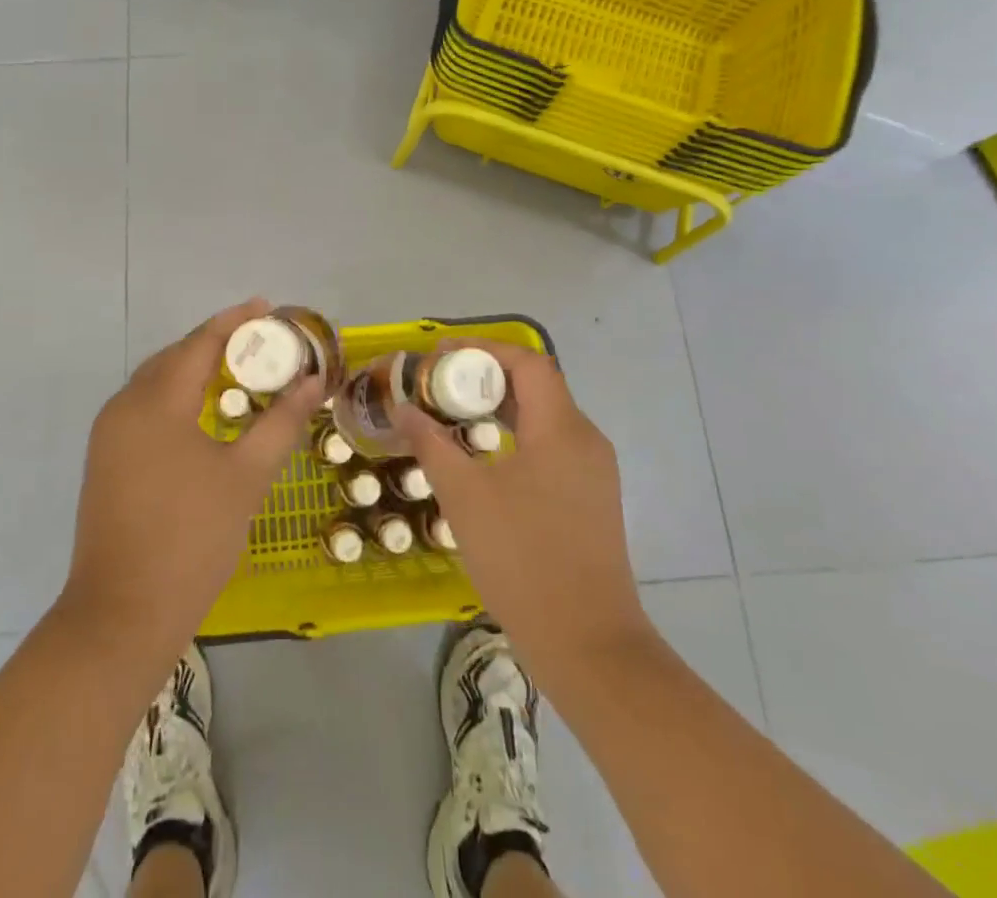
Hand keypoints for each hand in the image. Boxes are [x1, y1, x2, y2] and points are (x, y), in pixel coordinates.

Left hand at [57, 298, 322, 663]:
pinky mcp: (106, 460)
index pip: (200, 343)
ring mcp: (109, 435)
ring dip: (195, 369)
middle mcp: (124, 406)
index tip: (267, 307)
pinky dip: (177, 397)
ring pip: (156, 383)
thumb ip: (281, 422)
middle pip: (174, 357)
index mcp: (155, 402)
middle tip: (260, 341)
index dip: (235, 321)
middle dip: (216, 342)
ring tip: (238, 369)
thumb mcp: (246, 477)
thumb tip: (313, 381)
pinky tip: (204, 412)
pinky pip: (145, 409)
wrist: (122, 615)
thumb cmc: (192, 539)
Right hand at [390, 343, 653, 691]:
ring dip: (500, 407)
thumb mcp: (464, 497)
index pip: (527, 362)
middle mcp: (585, 440)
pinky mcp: (591, 499)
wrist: (588, 646)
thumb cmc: (523, 560)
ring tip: (453, 414)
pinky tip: (484, 457)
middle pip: (536, 385)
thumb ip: (431, 444)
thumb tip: (403, 408)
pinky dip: (516, 435)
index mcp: (562, 428)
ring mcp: (593, 472)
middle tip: (438, 384)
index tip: (440, 355)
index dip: (483, 349)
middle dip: (486, 376)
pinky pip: (551, 446)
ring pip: (544, 417)